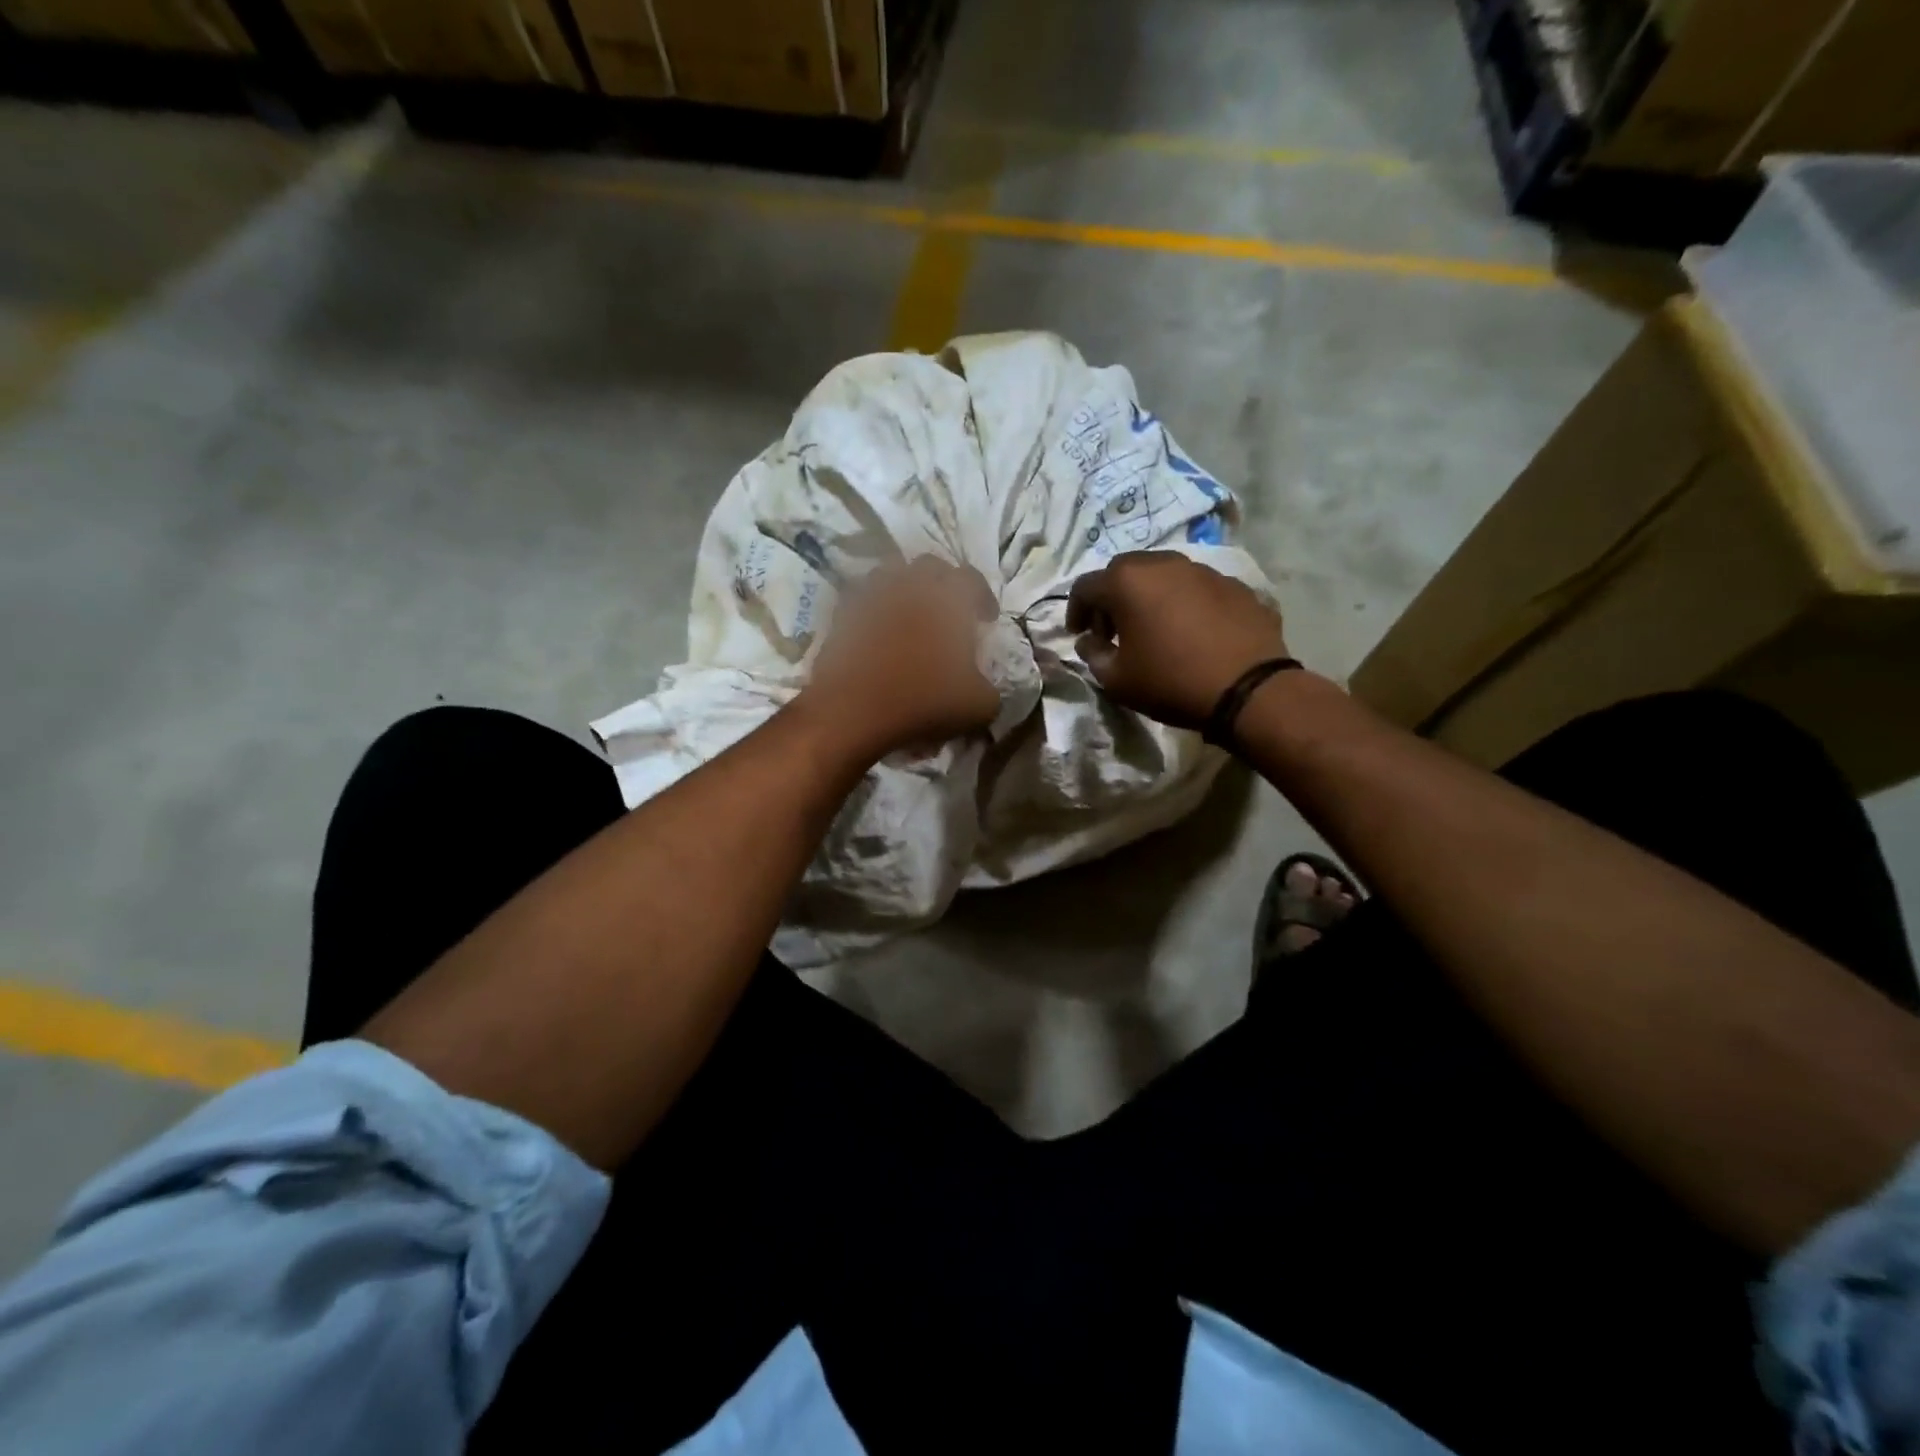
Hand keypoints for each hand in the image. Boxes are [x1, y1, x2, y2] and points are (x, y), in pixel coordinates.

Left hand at [804, 556, 1002, 759]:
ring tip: (910, 615)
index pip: (972, 578)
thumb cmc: (923, 701)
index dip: (983, 596)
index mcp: (948, 599)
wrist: (852, 712)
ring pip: (889, 575)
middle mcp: (909, 587)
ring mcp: (871, 598)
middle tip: (948, 611)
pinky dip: (873, 611)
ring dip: (904, 588)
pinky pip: (861, 602)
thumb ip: (989, 689)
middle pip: (929, 566)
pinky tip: (878, 634)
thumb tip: (983, 686)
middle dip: (943, 583)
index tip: (986, 620)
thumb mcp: (978, 706)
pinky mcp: (841, 618)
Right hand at [1067, 551, 1290, 729]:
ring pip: (1163, 574)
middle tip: (1112, 630)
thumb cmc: (1171, 682)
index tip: (1079, 635)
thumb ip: (1093, 655)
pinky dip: (1183, 603)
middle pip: (1124, 571)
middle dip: (1111, 598)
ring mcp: (1203, 571)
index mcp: (1128, 582)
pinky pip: (1196, 588)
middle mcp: (1164, 564)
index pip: (1086, 586)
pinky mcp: (1234, 585)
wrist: (1248, 689)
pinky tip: (1190, 631)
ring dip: (1148, 596)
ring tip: (1152, 628)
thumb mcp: (1117, 680)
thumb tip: (1089, 641)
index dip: (1075, 611)